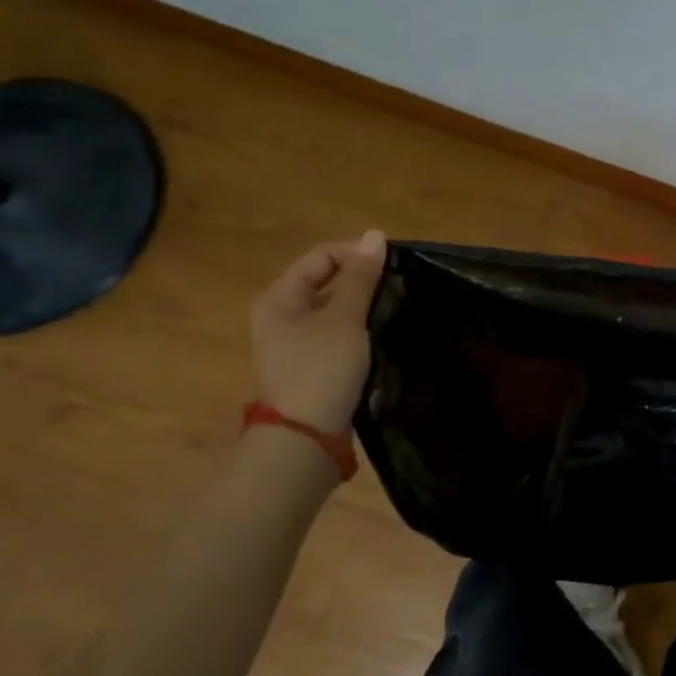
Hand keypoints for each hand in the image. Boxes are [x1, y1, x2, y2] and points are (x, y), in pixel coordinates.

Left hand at [250, 231, 387, 433]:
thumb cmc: (321, 369)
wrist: (304, 440)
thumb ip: (360, 276)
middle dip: (362, 280)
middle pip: (326, 280)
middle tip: (396, 288)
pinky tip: (380, 335)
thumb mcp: (344, 318)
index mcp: (279, 297)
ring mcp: (293, 342)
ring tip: (394, 309)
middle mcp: (280, 315)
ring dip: (363, 305)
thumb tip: (375, 235)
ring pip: (334, 308)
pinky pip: (336, 333)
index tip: (392, 267)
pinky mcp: (310, 365)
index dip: (357, 254)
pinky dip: (358, 329)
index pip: (322, 255)